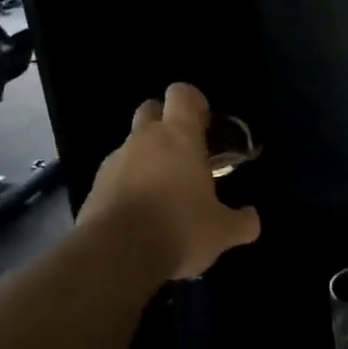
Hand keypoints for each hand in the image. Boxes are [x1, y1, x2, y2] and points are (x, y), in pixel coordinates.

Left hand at [80, 83, 261, 279]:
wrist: (116, 254)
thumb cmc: (179, 229)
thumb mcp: (222, 232)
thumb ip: (242, 222)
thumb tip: (252, 219)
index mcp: (178, 136)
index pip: (181, 93)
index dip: (193, 101)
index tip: (204, 121)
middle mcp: (144, 140)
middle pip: (150, 110)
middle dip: (165, 122)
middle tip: (184, 152)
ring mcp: (114, 161)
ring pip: (131, 145)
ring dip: (146, 158)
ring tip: (163, 192)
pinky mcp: (95, 186)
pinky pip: (115, 175)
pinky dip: (127, 185)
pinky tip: (140, 214)